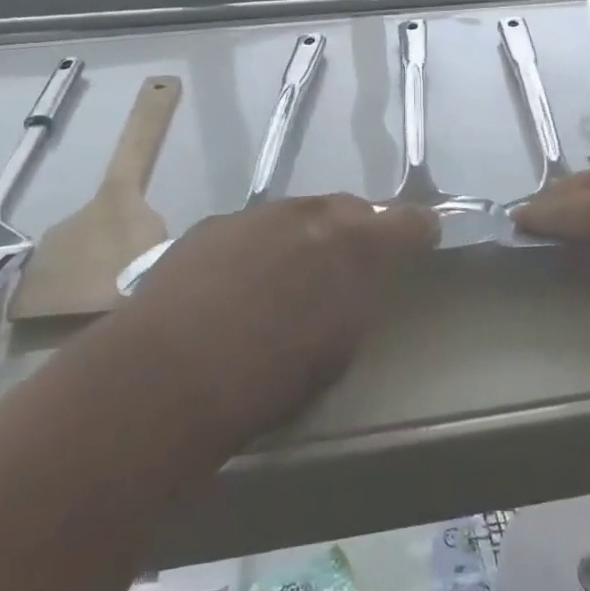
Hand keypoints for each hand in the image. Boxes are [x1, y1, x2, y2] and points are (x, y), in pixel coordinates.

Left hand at [115, 196, 438, 440]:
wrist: (165, 377)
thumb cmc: (265, 381)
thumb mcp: (335, 351)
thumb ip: (356, 303)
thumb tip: (360, 284)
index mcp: (352, 249)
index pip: (402, 223)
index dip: (416, 227)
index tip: (424, 232)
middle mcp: (308, 217)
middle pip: (348, 208)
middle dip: (358, 227)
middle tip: (354, 257)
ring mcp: (256, 215)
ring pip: (298, 213)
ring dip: (308, 233)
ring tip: (296, 268)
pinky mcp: (212, 226)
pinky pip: (254, 227)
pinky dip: (262, 243)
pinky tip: (244, 277)